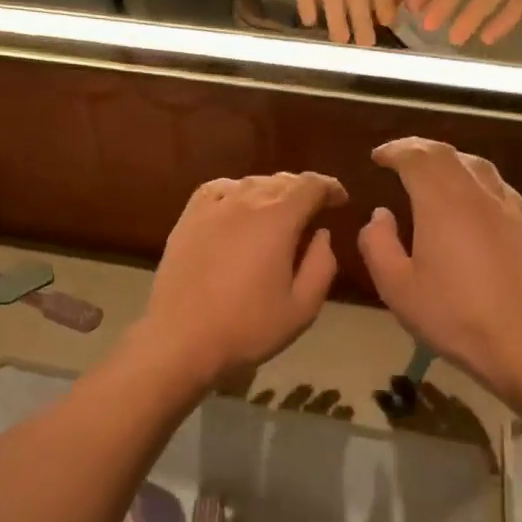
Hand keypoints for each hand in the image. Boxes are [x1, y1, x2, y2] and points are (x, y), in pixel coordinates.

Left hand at [139, 172, 348, 390]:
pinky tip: (237, 207)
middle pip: (280, 181)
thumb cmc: (248, 327)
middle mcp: (244, 202)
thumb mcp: (302, 307)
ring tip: (279, 210)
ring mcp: (211, 208)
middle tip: (314, 208)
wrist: (181, 340)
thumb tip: (321, 234)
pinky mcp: (187, 220)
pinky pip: (217, 191)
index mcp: (277, 219)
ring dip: (271, 191)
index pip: (310, 186)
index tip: (340, 200)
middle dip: (302, 190)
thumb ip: (321, 265)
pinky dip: (235, 192)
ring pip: (249, 184)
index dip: (330, 188)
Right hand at [357, 139, 521, 400]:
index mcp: (442, 203)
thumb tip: (380, 214)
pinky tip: (472, 200)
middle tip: (400, 158)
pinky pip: (498, 186)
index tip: (378, 157)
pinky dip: (476, 180)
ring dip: (450, 161)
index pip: (417, 157)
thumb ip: (379, 244)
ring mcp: (508, 207)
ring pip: (477, 165)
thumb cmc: (453, 316)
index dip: (395, 151)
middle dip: (419, 149)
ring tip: (433, 173)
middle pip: (448, 154)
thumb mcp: (397, 287)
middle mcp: (477, 194)